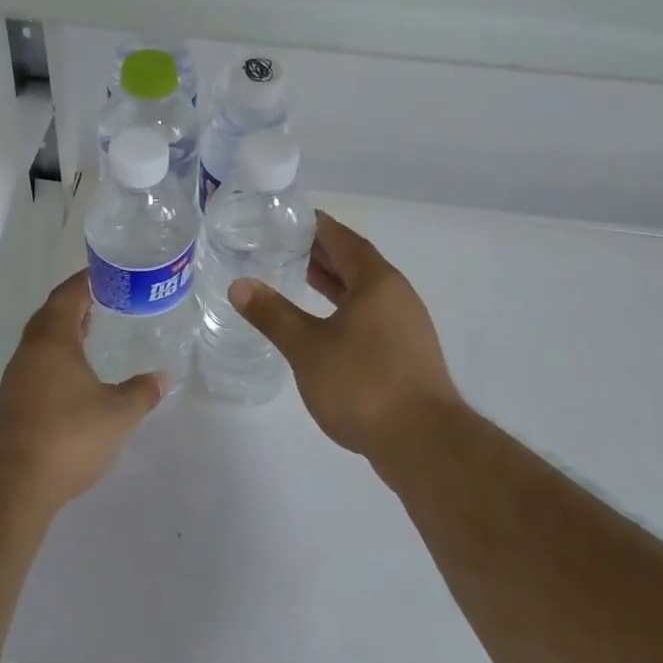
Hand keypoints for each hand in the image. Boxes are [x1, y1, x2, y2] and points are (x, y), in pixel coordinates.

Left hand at [0, 270, 164, 510]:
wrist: (14, 483)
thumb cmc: (69, 435)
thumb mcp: (117, 414)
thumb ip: (142, 392)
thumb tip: (165, 377)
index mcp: (53, 340)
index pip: (68, 296)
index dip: (86, 281)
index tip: (106, 273)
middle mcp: (30, 351)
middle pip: (51, 315)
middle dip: (75, 303)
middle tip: (105, 299)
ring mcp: (17, 377)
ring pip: (41, 341)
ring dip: (65, 331)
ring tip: (93, 330)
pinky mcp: (13, 402)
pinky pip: (37, 363)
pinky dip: (57, 356)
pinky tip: (75, 373)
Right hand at [229, 212, 462, 459]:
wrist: (423, 443)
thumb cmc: (363, 384)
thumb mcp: (307, 347)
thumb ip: (273, 314)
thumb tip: (239, 285)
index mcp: (377, 281)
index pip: (343, 239)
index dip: (316, 227)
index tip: (287, 219)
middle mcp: (397, 295)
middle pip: (356, 263)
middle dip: (322, 253)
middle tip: (284, 245)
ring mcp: (406, 325)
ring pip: (365, 291)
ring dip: (334, 282)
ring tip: (299, 277)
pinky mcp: (407, 353)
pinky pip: (371, 315)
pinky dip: (345, 308)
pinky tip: (325, 325)